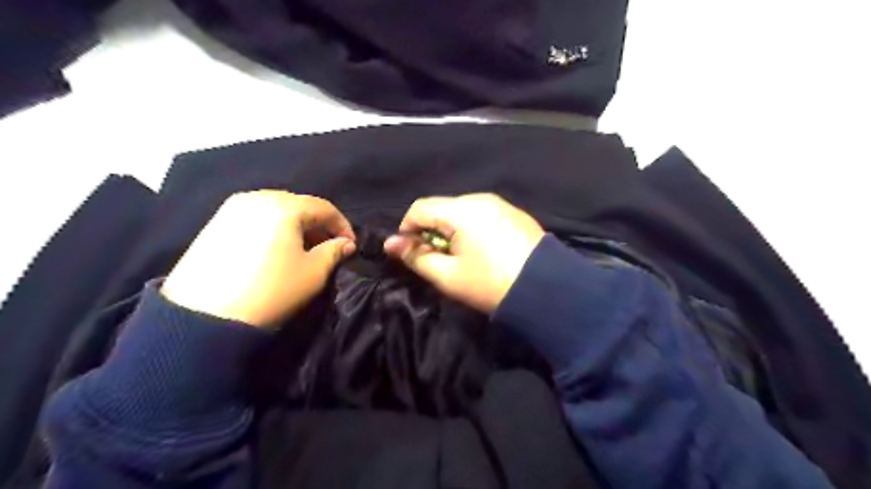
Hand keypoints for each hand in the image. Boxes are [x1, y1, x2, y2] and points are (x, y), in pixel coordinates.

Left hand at [160, 189, 355, 326]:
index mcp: (284, 206)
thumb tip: (346, 244)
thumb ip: (334, 252)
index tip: (350, 246)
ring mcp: (232, 208)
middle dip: (318, 225)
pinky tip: (274, 249)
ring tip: (301, 249)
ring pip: (276, 209)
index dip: (342, 225)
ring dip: (295, 226)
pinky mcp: (215, 222)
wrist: (204, 316)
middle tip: (327, 247)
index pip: (324, 207)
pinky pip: (255, 217)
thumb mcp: (313, 273)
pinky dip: (272, 228)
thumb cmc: (270, 290)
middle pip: (299, 205)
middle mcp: (258, 197)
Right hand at [383, 193, 542, 311]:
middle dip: (430, 230)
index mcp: (461, 210)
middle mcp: (480, 199)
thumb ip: (416, 257)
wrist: (548, 290)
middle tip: (435, 259)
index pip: (420, 208)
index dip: (407, 229)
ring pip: (462, 211)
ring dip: (451, 230)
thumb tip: (390, 244)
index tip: (409, 252)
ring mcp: (501, 204)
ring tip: (459, 257)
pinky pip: (482, 215)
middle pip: (442, 208)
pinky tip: (481, 251)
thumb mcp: (448, 276)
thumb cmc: (491, 284)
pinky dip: (471, 229)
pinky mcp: (515, 214)